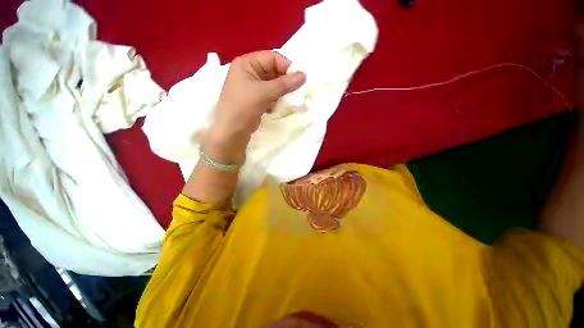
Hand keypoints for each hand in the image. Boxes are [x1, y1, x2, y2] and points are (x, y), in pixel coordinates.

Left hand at [204, 51, 305, 162]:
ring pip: (273, 85)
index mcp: (246, 63)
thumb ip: (285, 84)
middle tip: (296, 91)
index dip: (287, 67)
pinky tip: (273, 108)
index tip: (300, 79)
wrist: (232, 132)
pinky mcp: (256, 100)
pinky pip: (270, 95)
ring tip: (282, 101)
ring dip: (280, 93)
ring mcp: (252, 87)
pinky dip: (275, 101)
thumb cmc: (243, 107)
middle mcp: (249, 72)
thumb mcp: (264, 93)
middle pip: (273, 71)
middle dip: (284, 82)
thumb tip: (304, 75)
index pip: (272, 58)